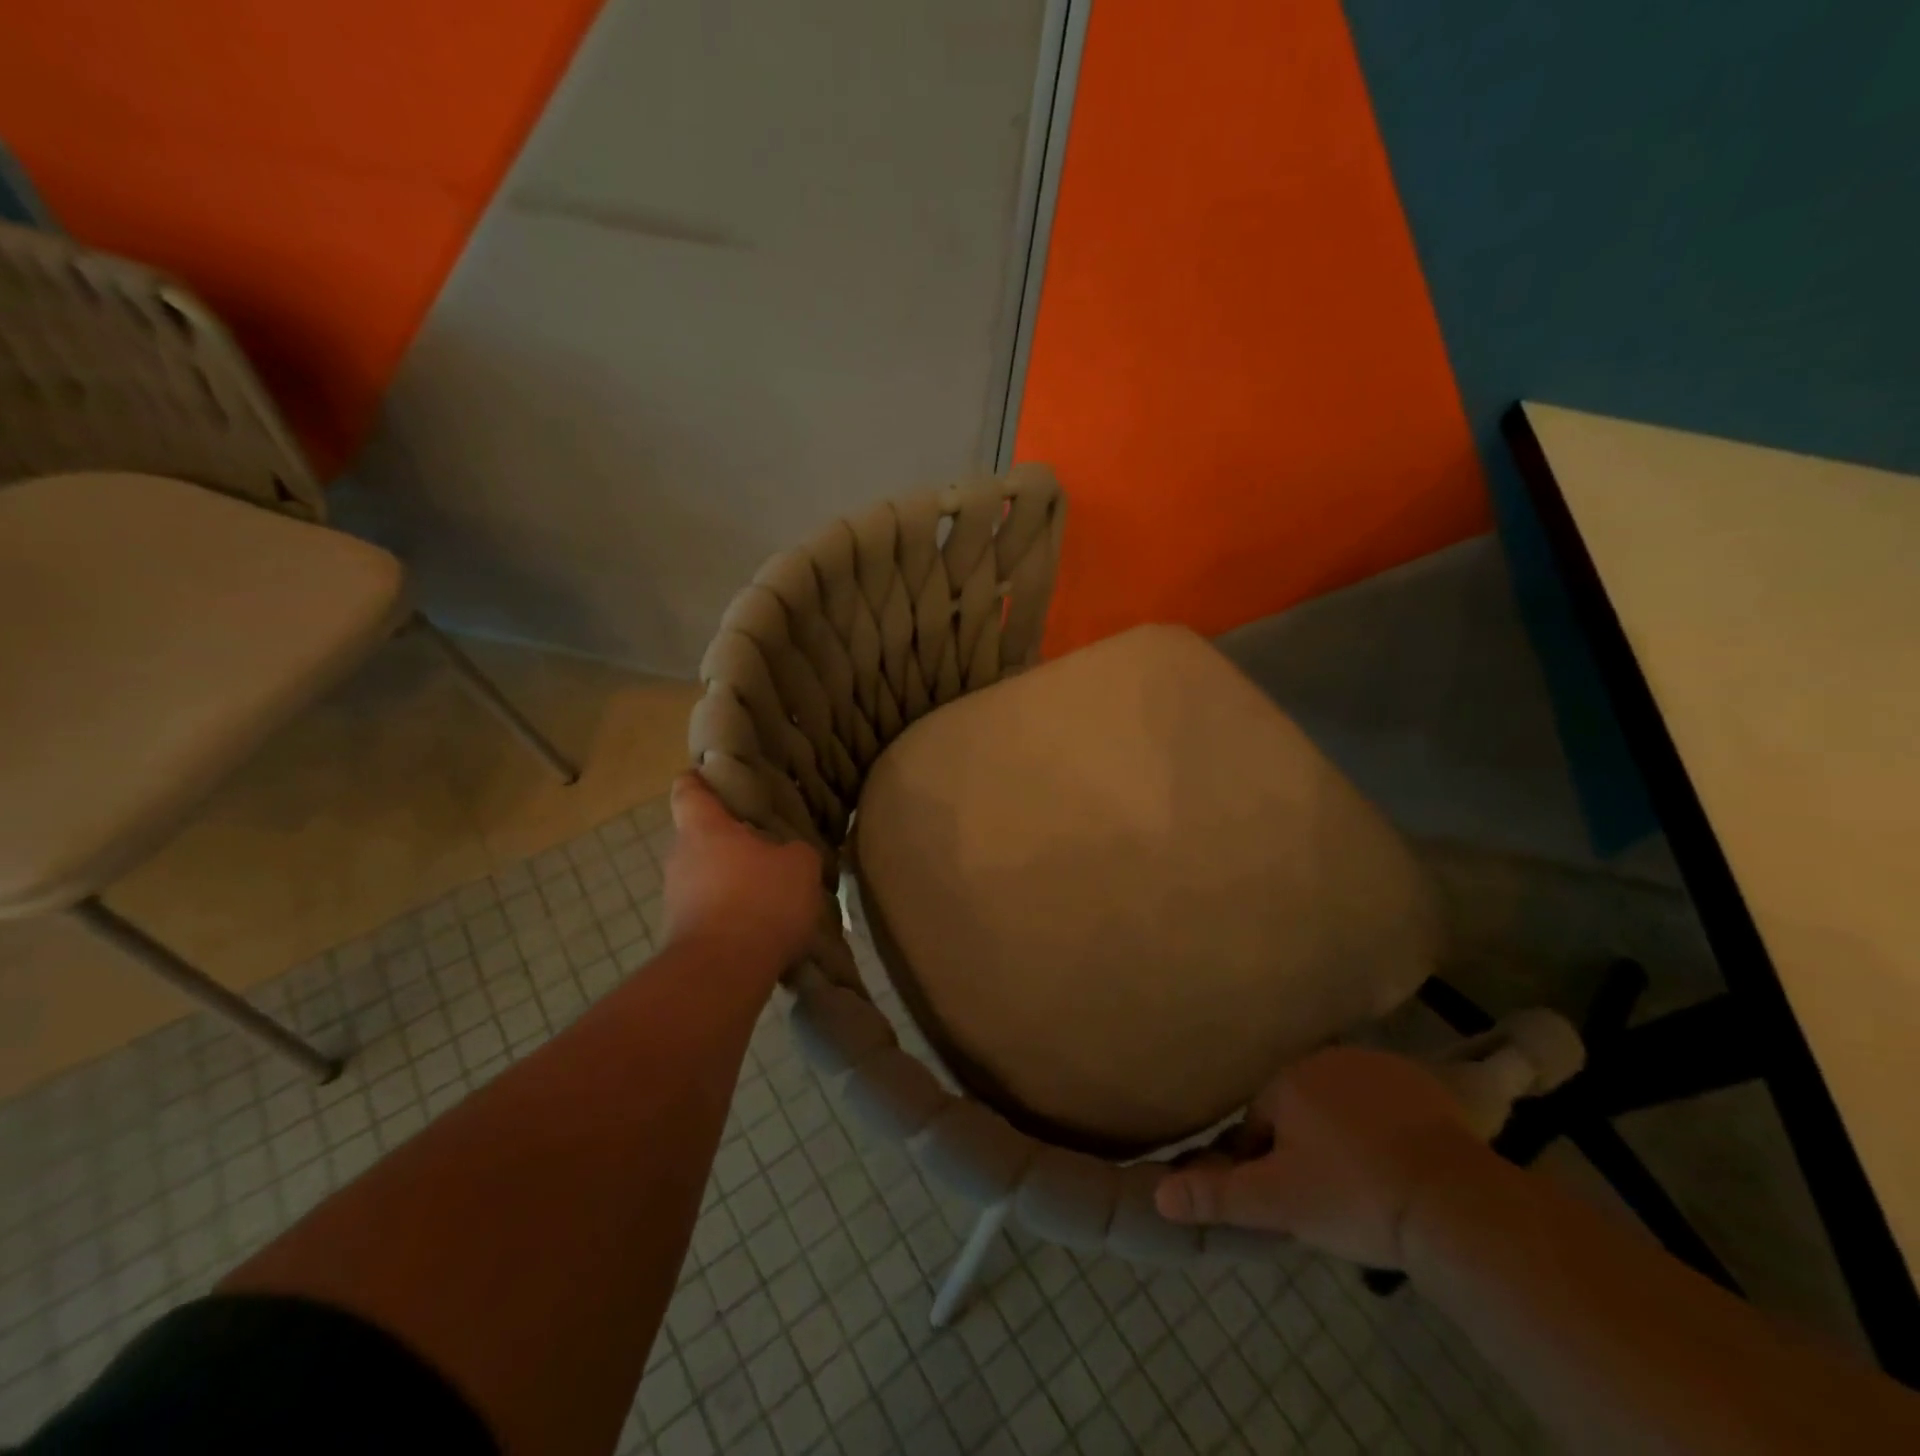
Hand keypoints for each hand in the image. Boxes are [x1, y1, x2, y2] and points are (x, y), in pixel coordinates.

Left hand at [662, 773, 821, 979]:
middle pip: (700, 838)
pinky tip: (762, 926)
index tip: (712, 775)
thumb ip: (795, 852)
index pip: (689, 791)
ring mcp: (676, 900)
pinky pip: (710, 912)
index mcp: (704, 829)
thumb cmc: (760, 900)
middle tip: (766, 842)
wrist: (722, 973)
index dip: (699, 780)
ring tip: (770, 890)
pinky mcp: (682, 936)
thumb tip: (789, 855)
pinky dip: (732, 915)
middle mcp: (681, 859)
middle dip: (729, 840)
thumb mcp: (800, 866)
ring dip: (732, 881)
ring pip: (705, 877)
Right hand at [1154, 1046, 1492, 1267]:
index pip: (1257, 1121)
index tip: (1291, 1200)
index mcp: (1285, 1080)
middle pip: (1299, 1107)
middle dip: (1305, 1145)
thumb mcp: (1278, 1204)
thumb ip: (1217, 1195)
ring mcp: (1376, 1064)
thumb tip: (1158, 1195)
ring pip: (1341, 1102)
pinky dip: (1384, 1126)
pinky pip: (1384, 1102)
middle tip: (1331, 1197)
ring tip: (1368, 1184)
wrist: (1455, 1204)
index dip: (1268, 1164)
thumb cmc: (1355, 1197)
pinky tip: (1400, 1164)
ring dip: (1344, 1132)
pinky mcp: (1420, 1081)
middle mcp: (1324, 1058)